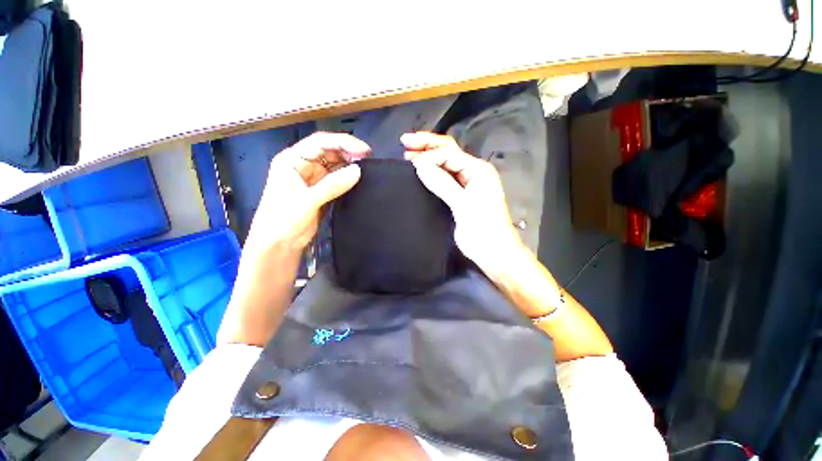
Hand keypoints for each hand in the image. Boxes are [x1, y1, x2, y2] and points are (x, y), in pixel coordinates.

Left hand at [246, 132, 370, 254]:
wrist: (278, 244)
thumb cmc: (283, 219)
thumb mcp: (307, 200)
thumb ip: (333, 185)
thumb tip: (358, 171)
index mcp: (292, 159)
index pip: (320, 142)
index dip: (342, 142)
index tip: (363, 150)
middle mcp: (302, 164)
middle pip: (328, 151)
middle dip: (348, 152)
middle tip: (368, 159)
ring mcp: (312, 178)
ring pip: (334, 164)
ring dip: (349, 164)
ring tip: (366, 168)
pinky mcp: (321, 190)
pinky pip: (336, 179)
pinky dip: (347, 177)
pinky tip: (358, 178)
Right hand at [402, 132, 525, 277]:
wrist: (494, 252)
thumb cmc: (483, 229)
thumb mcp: (462, 205)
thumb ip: (442, 184)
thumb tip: (419, 164)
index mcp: (478, 170)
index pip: (449, 154)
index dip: (429, 155)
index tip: (410, 163)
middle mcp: (473, 172)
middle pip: (448, 152)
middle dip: (427, 145)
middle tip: (404, 141)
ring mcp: (467, 184)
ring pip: (445, 164)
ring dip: (428, 157)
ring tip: (407, 153)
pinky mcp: (460, 195)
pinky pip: (444, 178)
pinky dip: (432, 173)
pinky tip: (420, 171)